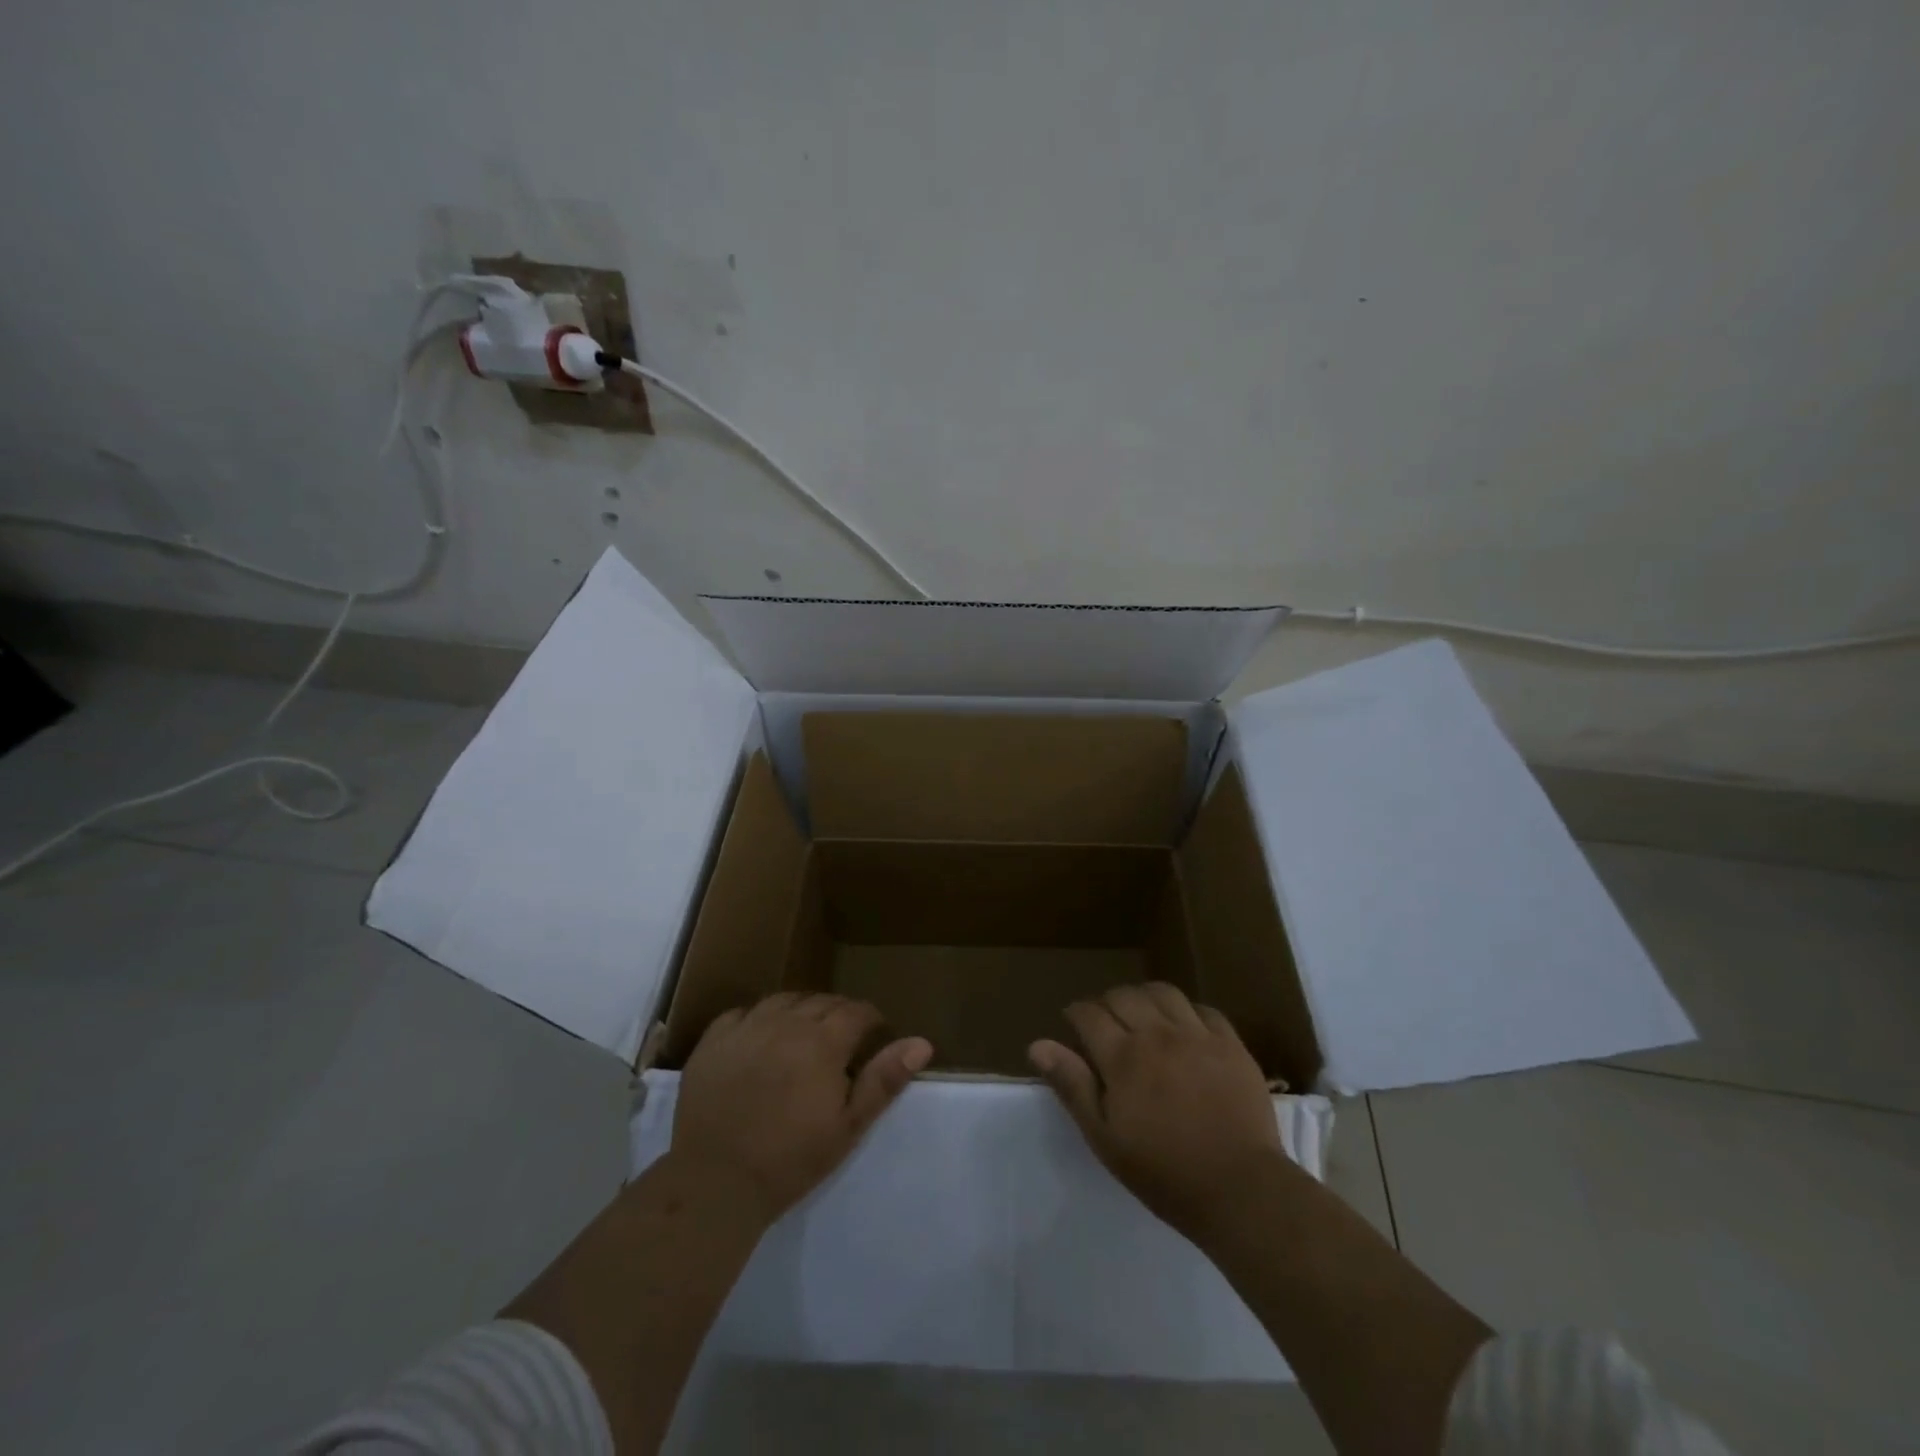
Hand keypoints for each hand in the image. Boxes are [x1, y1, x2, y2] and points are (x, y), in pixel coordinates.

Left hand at [673, 993, 932, 1223]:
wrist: (716, 1182)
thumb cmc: (791, 1159)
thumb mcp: (848, 1126)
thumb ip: (884, 1079)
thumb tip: (922, 1043)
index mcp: (823, 1041)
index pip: (856, 1011)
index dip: (870, 1020)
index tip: (874, 1035)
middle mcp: (786, 1022)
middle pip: (822, 1002)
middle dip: (839, 1014)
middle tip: (843, 1039)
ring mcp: (747, 1027)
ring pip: (784, 1000)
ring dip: (801, 1010)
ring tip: (805, 1032)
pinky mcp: (714, 1039)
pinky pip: (744, 1012)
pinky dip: (759, 1018)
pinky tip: (761, 1037)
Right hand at [1030, 982, 1281, 1237]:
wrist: (1240, 1190)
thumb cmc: (1164, 1172)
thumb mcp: (1105, 1138)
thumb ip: (1073, 1086)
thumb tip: (1037, 1045)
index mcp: (1123, 1057)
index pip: (1089, 1013)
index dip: (1076, 1014)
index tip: (1073, 1025)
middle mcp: (1157, 1034)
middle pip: (1124, 996)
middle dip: (1107, 1003)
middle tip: (1106, 1024)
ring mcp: (1197, 1035)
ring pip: (1163, 992)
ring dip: (1145, 998)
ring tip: (1143, 1017)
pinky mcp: (1230, 1044)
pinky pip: (1203, 1009)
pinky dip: (1186, 1011)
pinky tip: (1184, 1029)